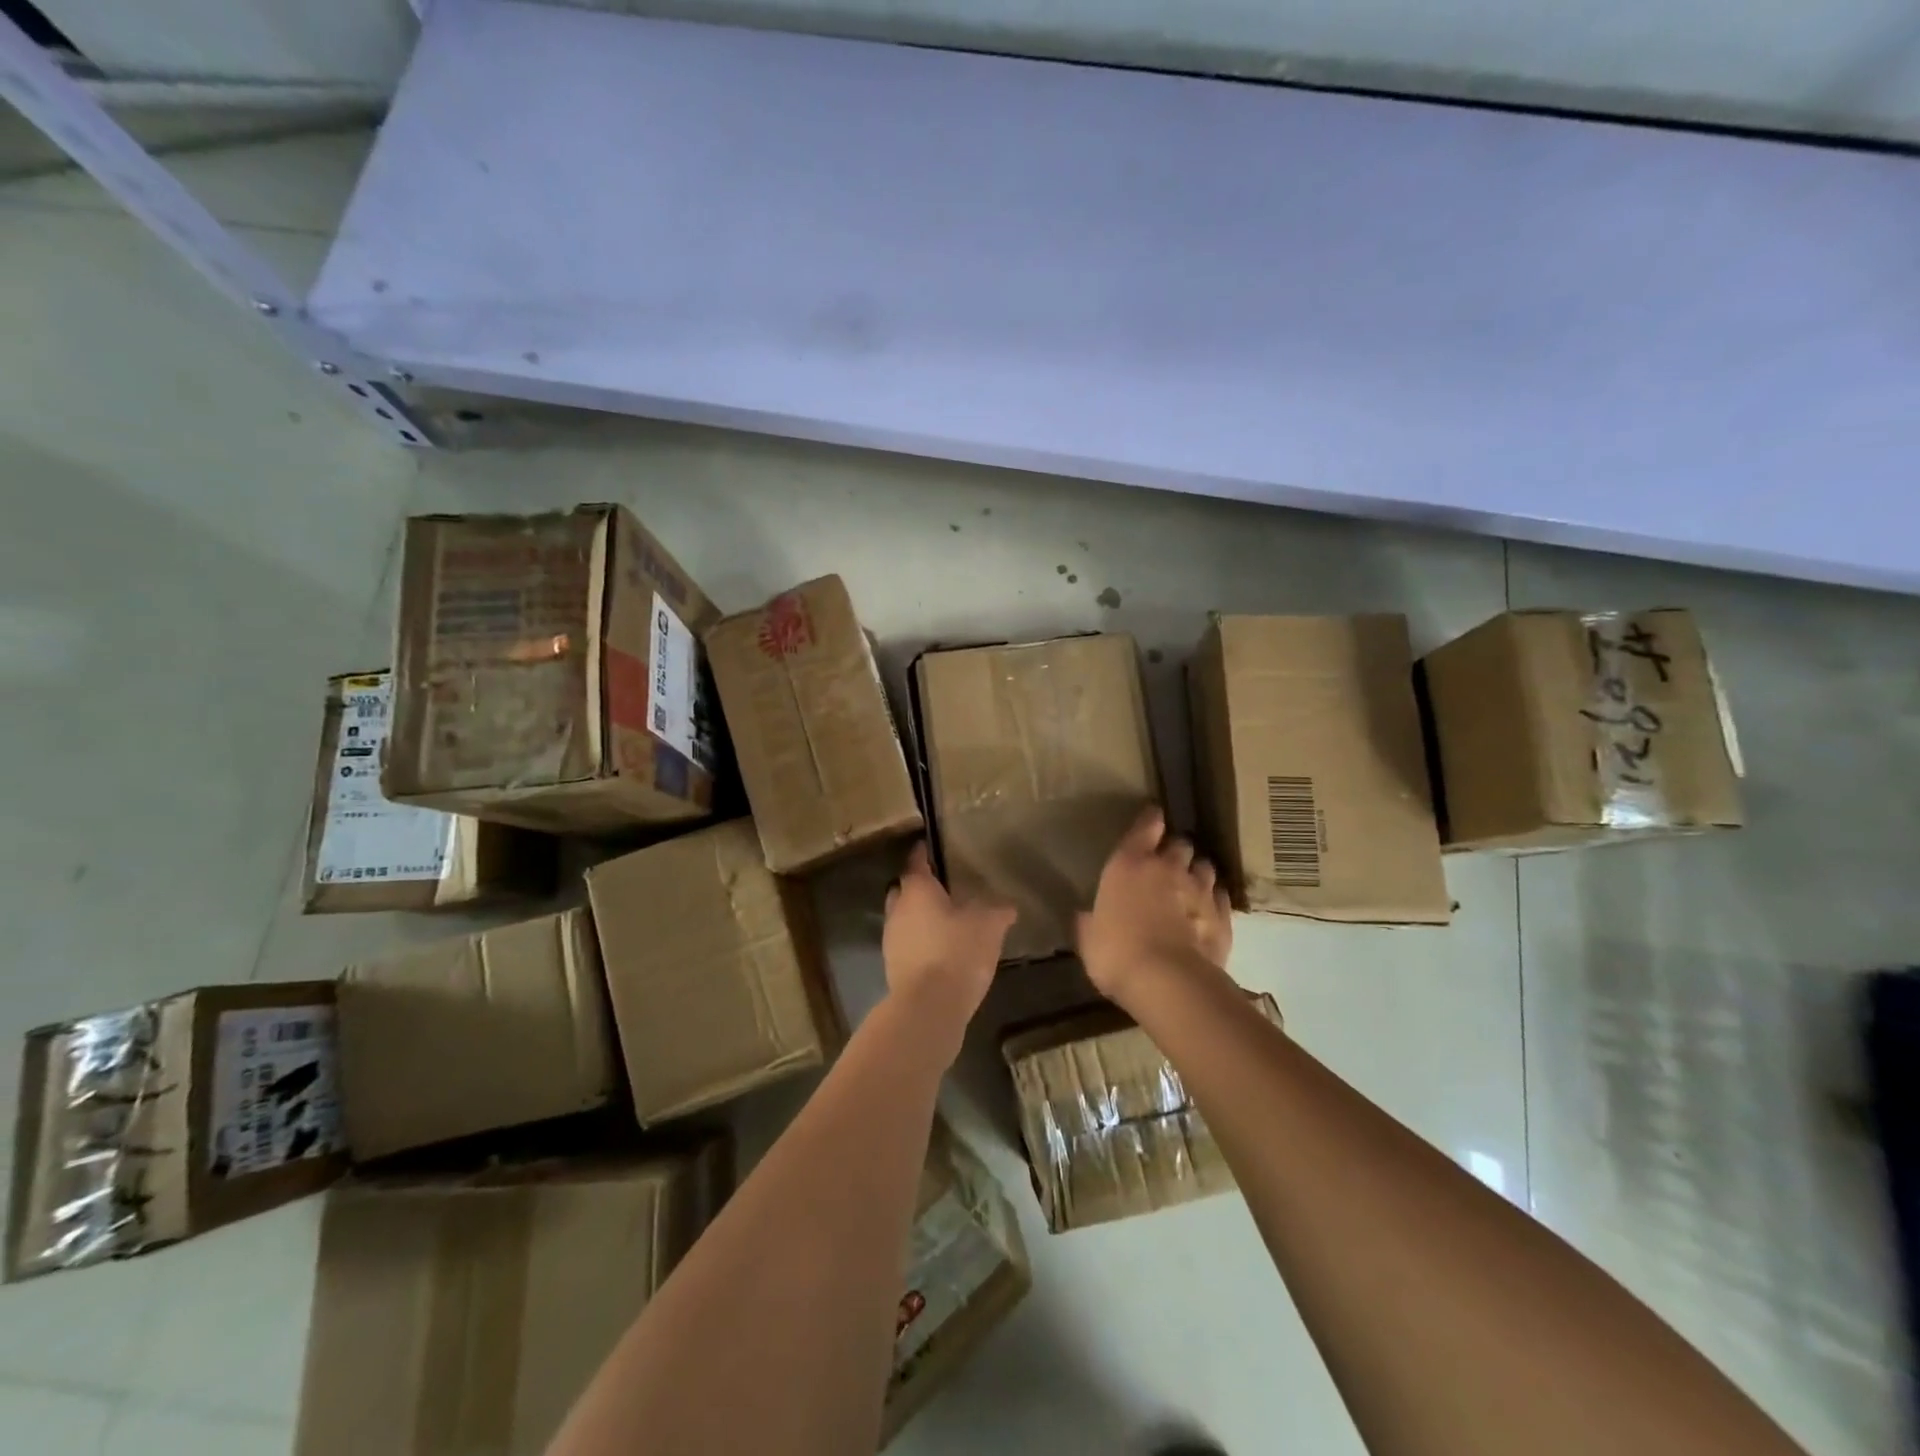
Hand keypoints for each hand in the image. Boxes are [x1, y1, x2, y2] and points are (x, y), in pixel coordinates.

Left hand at [883, 841, 1015, 1033]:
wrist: (929, 1006)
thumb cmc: (957, 952)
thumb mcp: (988, 926)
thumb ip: (997, 910)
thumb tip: (1008, 905)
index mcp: (916, 890)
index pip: (916, 861)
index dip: (923, 853)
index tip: (929, 846)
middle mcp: (897, 909)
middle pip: (903, 890)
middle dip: (918, 887)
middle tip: (941, 888)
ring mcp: (891, 940)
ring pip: (902, 918)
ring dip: (917, 917)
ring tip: (943, 921)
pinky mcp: (893, 967)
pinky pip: (905, 944)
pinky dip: (919, 942)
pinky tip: (940, 950)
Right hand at [1077, 806, 1232, 1006]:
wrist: (1168, 983)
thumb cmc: (1116, 954)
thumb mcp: (1089, 938)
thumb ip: (1089, 921)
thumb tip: (1085, 915)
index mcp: (1129, 865)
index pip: (1145, 827)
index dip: (1150, 820)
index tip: (1153, 817)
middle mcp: (1168, 868)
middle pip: (1180, 844)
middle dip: (1175, 851)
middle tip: (1168, 864)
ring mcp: (1200, 890)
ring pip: (1205, 867)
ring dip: (1197, 873)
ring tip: (1191, 886)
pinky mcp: (1224, 916)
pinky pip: (1221, 897)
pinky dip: (1214, 900)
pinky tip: (1208, 911)